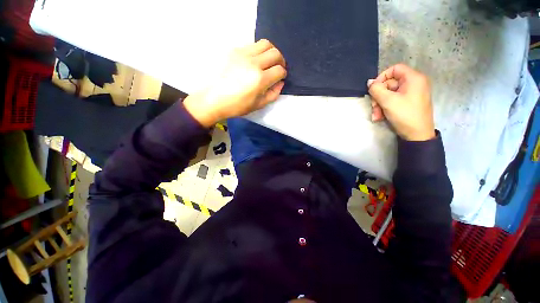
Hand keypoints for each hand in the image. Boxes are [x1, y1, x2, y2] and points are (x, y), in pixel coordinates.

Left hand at [184, 39, 286, 126]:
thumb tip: (280, 83)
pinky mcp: (234, 50)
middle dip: (281, 61)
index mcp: (260, 79)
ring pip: (265, 44)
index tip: (280, 78)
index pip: (279, 70)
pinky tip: (255, 61)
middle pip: (275, 53)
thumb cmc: (237, 106)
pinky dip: (258, 51)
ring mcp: (243, 54)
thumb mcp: (259, 105)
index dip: (283, 74)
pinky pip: (252, 45)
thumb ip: (273, 94)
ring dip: (271, 52)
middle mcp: (253, 63)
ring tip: (268, 61)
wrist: (214, 98)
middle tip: (278, 68)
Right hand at [367, 64, 435, 140]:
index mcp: (413, 78)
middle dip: (378, 96)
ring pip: (389, 94)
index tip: (373, 89)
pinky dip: (385, 108)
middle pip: (390, 84)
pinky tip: (380, 117)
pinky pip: (393, 101)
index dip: (382, 77)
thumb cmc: (405, 114)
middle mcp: (413, 84)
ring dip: (379, 105)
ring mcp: (411, 94)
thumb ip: (376, 89)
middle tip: (373, 107)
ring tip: (376, 116)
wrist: (417, 135)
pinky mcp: (408, 103)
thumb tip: (369, 82)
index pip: (395, 69)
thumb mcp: (388, 101)